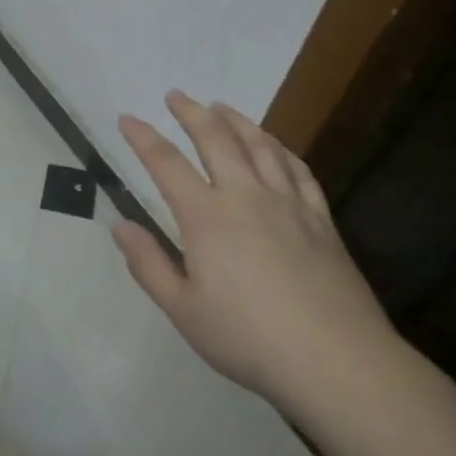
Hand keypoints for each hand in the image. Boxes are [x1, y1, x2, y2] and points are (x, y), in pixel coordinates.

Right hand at [113, 90, 395, 403]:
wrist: (336, 360)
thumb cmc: (248, 338)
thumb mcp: (183, 310)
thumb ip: (148, 264)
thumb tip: (119, 225)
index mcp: (206, 217)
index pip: (166, 164)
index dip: (143, 137)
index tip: (127, 118)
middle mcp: (246, 196)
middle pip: (216, 140)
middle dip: (192, 113)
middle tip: (177, 95)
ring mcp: (289, 204)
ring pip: (260, 146)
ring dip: (237, 120)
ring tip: (221, 107)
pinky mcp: (321, 219)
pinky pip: (299, 170)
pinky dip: (281, 149)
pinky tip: (275, 146)